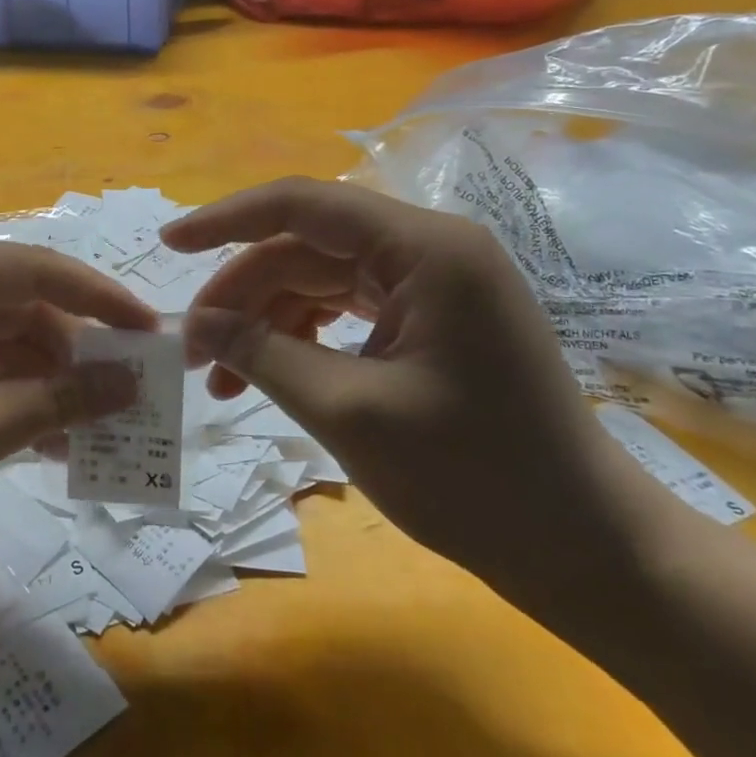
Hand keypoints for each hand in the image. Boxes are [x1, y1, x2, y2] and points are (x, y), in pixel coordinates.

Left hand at [0, 243, 157, 586]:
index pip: (27, 269)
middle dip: (74, 353)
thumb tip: (132, 384)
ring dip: (48, 386)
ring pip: (1, 346)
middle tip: (133, 393)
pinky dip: (14, 403)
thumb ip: (53, 402)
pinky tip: (56, 440)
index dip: (94, 296)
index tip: (148, 328)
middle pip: (17, 309)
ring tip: (106, 428)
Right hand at [161, 177, 663, 608]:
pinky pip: (346, 310)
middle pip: (306, 248)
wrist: (586, 551)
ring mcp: (434, 286)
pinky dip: (300, 338)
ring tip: (220, 379)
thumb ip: (262, 353)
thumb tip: (197, 322)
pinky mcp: (432, 321)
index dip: (227, 219)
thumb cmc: (475, 480)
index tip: (169, 244)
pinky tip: (265, 375)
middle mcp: (430, 250)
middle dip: (241, 294)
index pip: (304, 205)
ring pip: (320, 280)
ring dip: (265, 322)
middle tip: (191, 350)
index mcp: (425, 249)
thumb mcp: (348, 411)